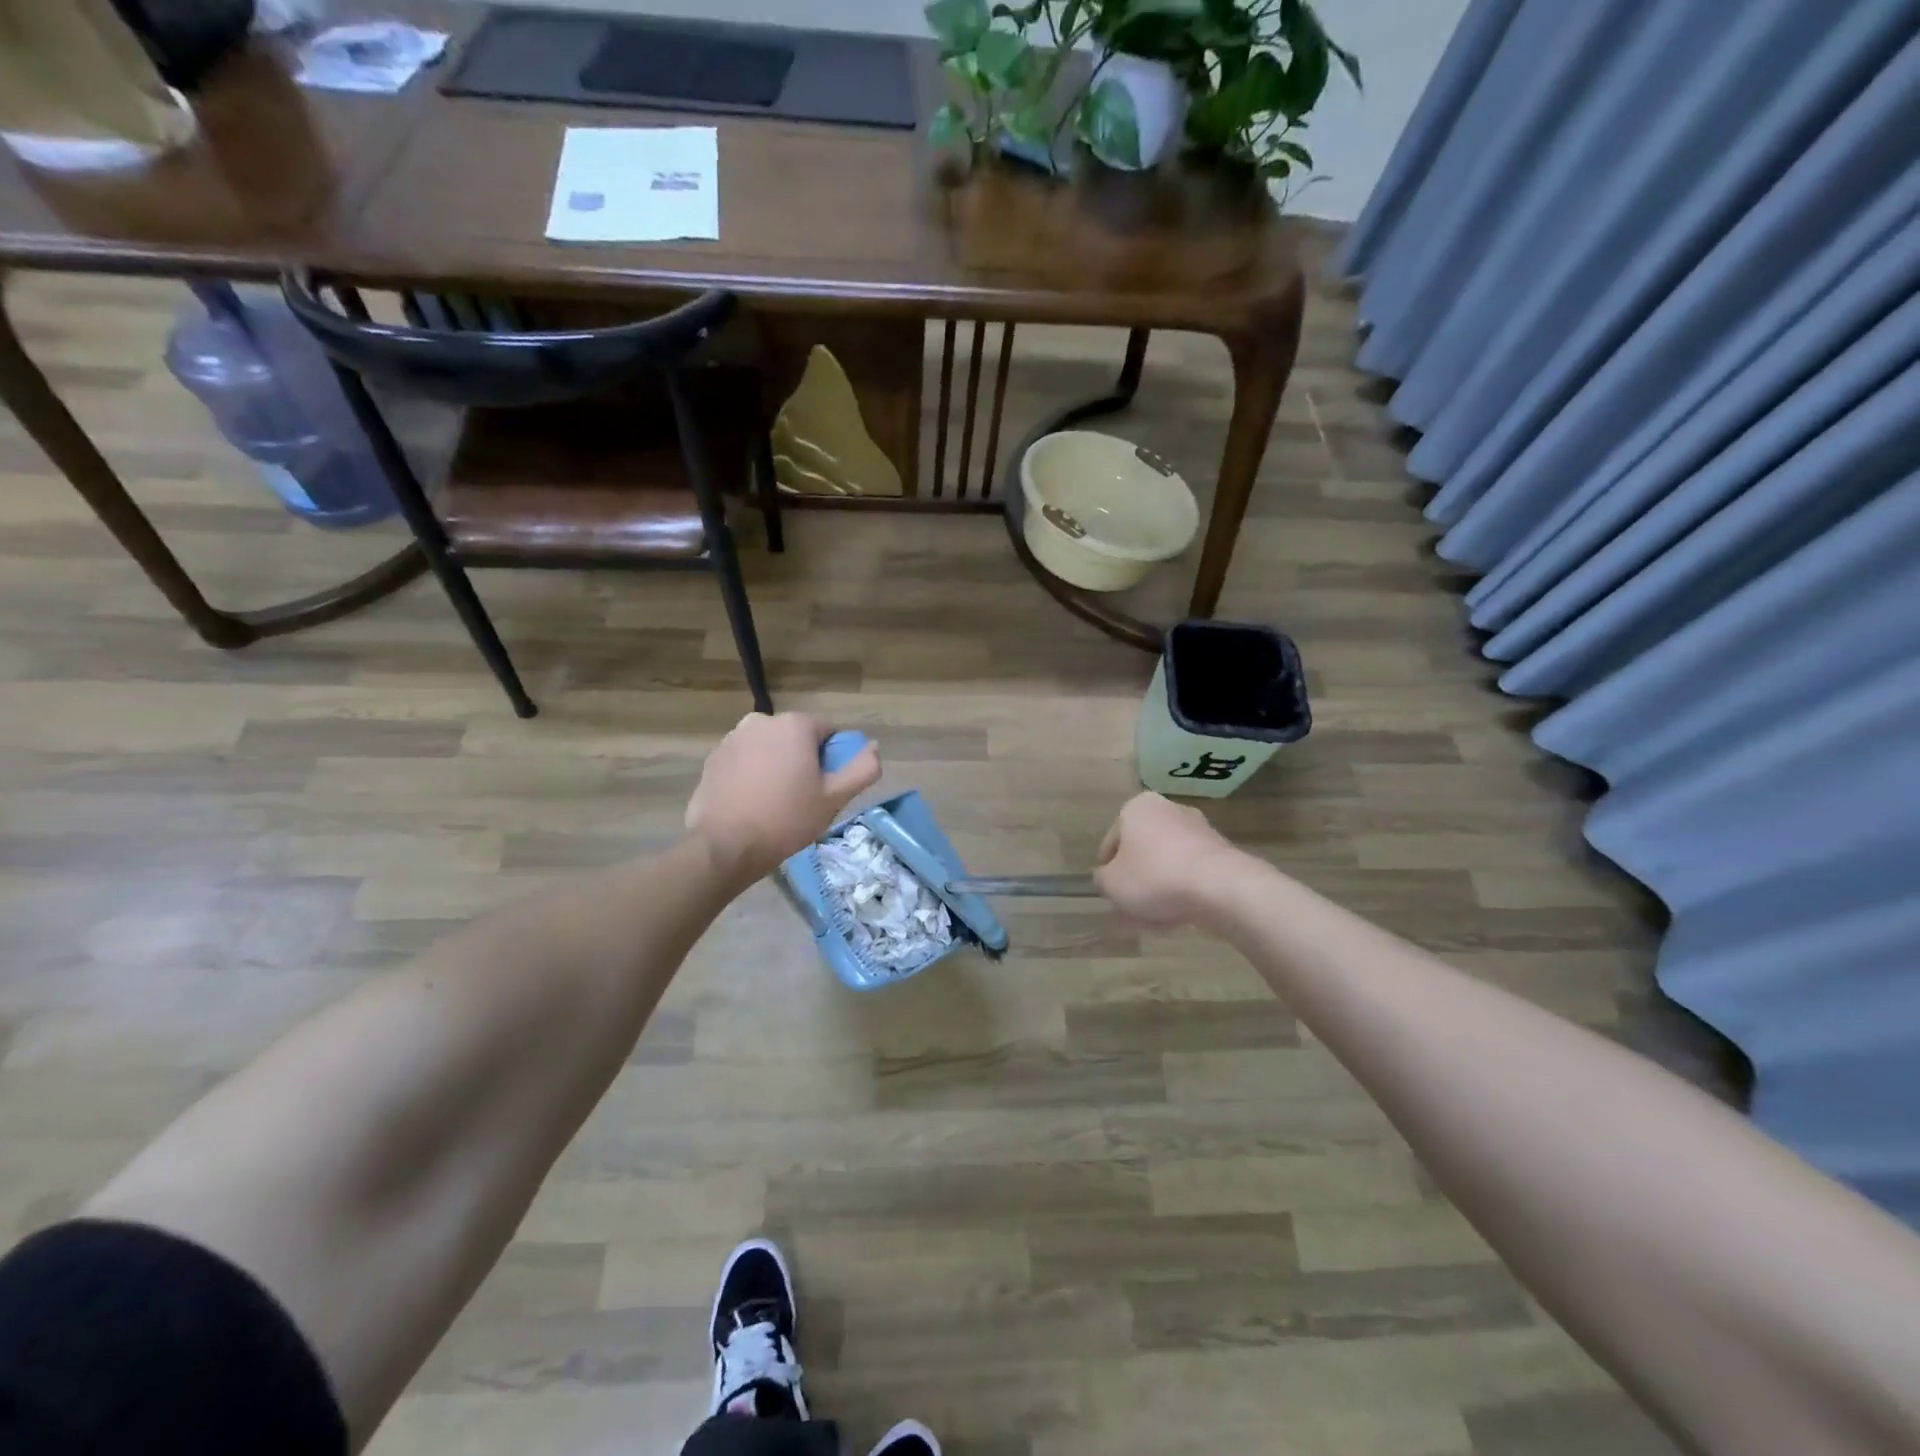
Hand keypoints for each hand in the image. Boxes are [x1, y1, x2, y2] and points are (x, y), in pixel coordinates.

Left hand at [686, 714, 881, 883]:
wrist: (725, 845)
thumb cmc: (787, 819)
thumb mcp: (834, 798)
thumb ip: (862, 769)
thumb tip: (874, 747)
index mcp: (795, 725)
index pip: (828, 732)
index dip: (832, 759)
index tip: (826, 787)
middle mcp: (761, 721)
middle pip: (796, 738)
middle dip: (802, 760)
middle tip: (803, 797)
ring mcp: (732, 738)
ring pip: (768, 748)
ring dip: (776, 765)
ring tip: (775, 802)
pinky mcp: (713, 759)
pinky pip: (744, 761)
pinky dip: (751, 774)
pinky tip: (752, 803)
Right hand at [1095, 792, 1243, 927]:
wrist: (1220, 886)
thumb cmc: (1155, 877)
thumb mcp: (1112, 884)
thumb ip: (1102, 879)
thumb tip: (1108, 877)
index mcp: (1137, 808)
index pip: (1112, 841)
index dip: (1108, 870)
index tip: (1112, 893)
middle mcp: (1168, 809)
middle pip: (1143, 851)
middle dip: (1137, 880)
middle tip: (1132, 909)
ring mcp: (1198, 828)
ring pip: (1167, 863)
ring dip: (1159, 888)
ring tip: (1155, 921)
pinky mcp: (1220, 850)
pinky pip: (1191, 871)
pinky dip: (1183, 890)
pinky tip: (1179, 917)